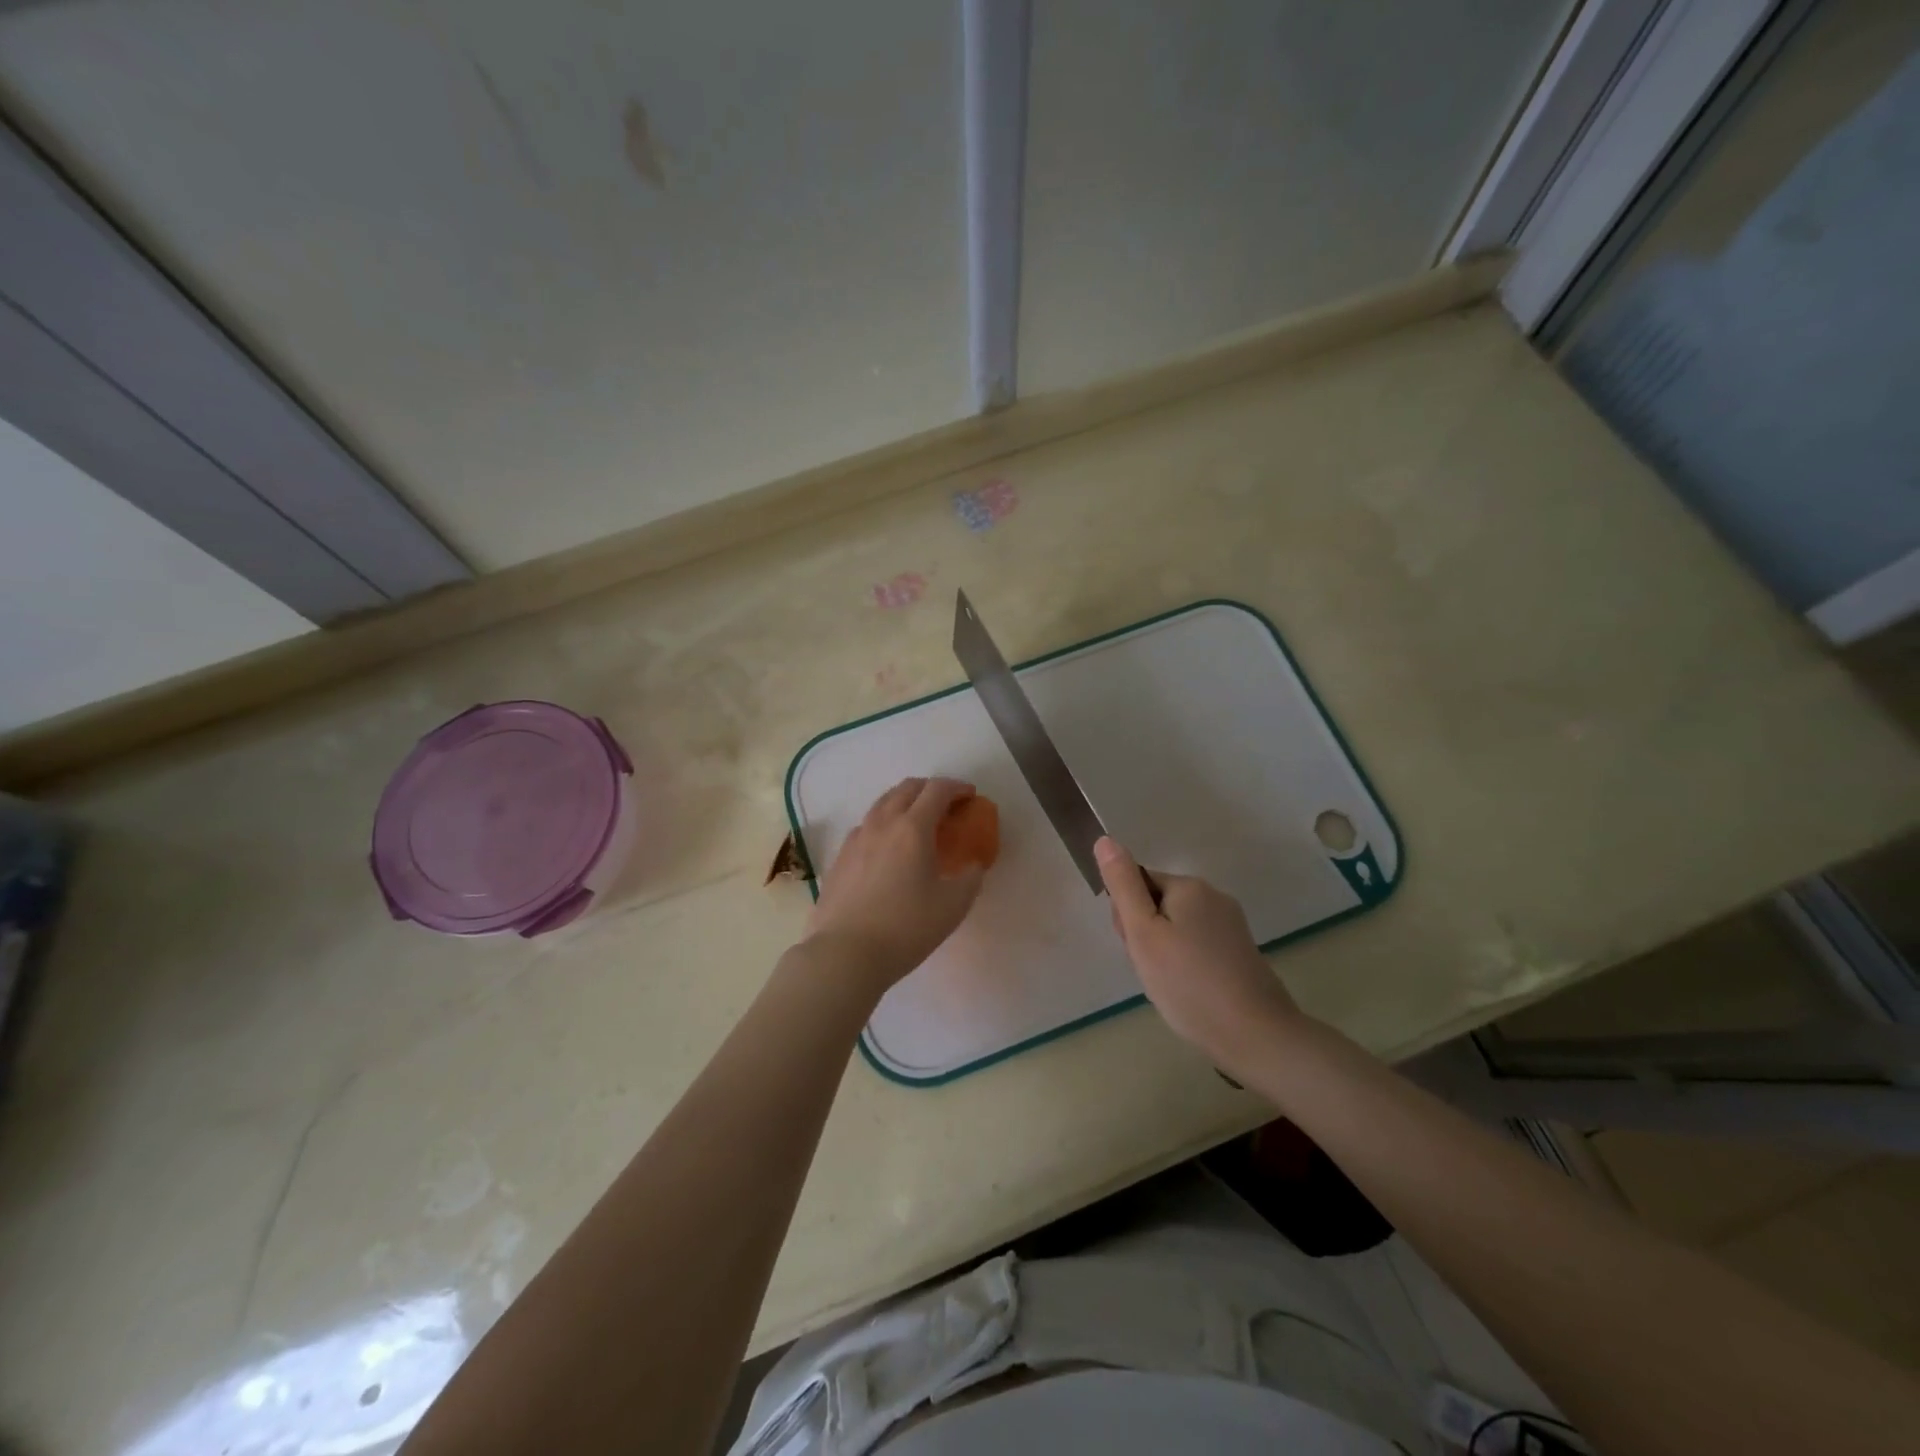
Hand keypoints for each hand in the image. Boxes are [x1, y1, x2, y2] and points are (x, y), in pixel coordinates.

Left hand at [804, 778, 986, 993]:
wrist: (846, 953)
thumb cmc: (906, 927)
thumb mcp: (953, 906)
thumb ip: (970, 878)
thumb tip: (973, 865)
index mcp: (912, 828)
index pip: (937, 790)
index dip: (957, 787)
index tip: (970, 796)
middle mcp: (882, 824)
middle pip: (906, 788)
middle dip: (930, 788)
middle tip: (946, 805)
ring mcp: (856, 839)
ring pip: (882, 804)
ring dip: (904, 802)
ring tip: (917, 822)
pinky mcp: (839, 857)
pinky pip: (866, 826)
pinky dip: (884, 824)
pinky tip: (888, 848)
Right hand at [1096, 836, 1305, 1076]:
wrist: (1256, 1036)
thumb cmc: (1188, 983)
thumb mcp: (1143, 933)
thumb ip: (1122, 886)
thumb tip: (1105, 839)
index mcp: (1189, 886)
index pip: (1138, 885)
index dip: (1127, 917)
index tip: (1137, 948)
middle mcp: (1214, 896)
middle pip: (1158, 904)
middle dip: (1146, 935)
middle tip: (1152, 969)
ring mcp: (1231, 924)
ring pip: (1177, 928)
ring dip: (1164, 952)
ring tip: (1170, 986)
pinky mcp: (1240, 951)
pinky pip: (1198, 945)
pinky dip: (1186, 965)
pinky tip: (1189, 991)